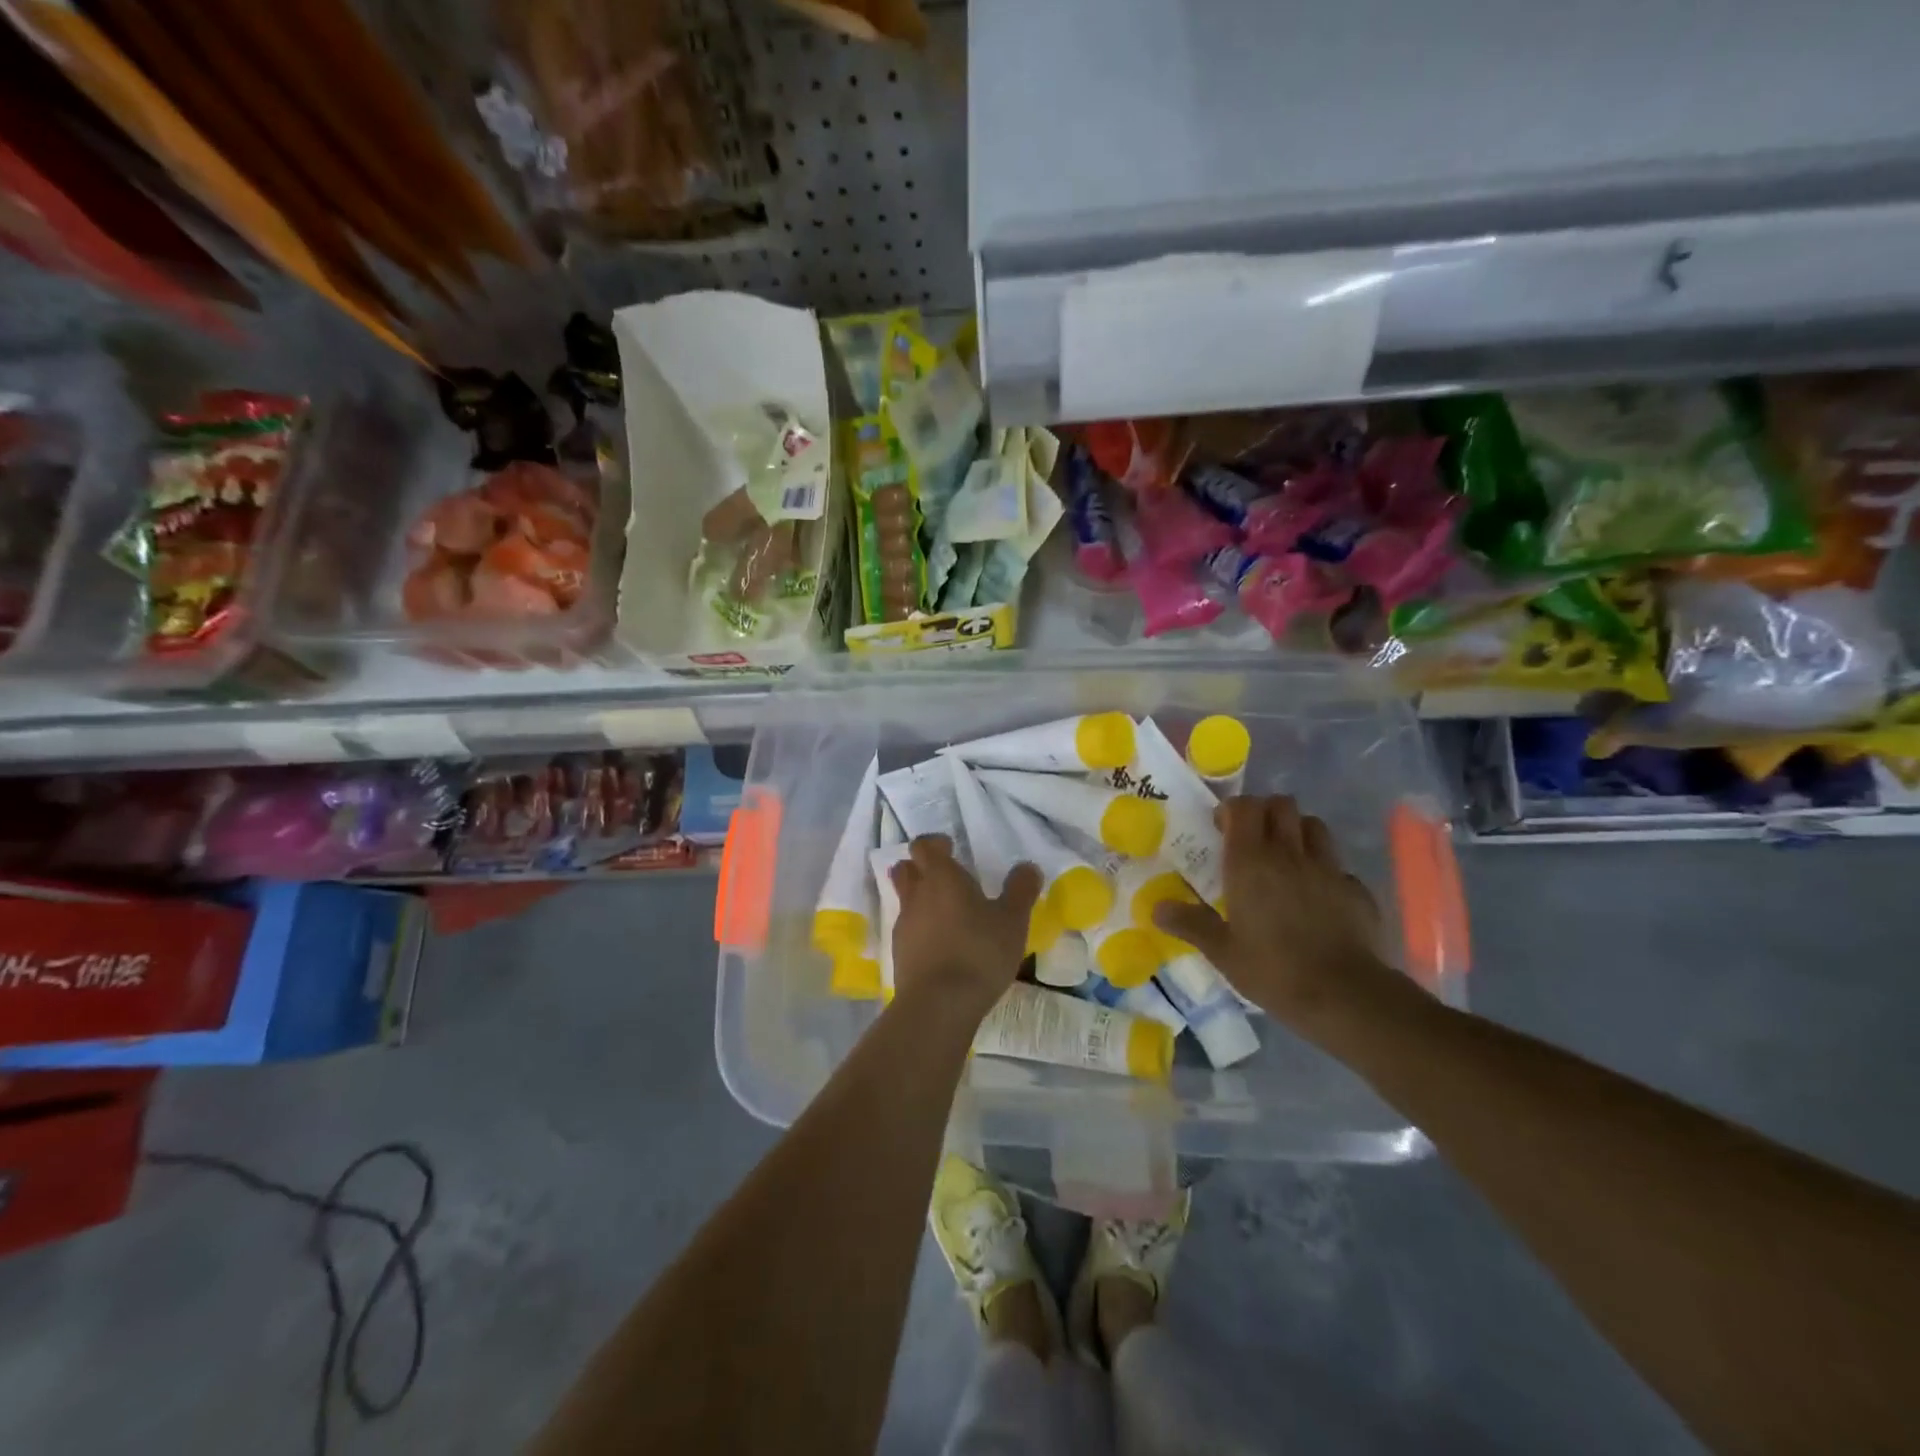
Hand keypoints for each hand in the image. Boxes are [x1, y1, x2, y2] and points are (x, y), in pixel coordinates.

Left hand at [890, 836, 1042, 1023]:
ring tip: (948, 914)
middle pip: (906, 869)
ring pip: (905, 900)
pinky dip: (921, 930)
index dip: (935, 844)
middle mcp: (916, 895)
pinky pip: (908, 930)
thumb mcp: (1012, 920)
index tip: (951, 848)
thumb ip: (1020, 890)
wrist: (939, 1004)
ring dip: (921, 900)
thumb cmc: (979, 952)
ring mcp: (904, 925)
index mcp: (941, 877)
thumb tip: (1028, 867)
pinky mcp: (899, 954)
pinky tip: (942, 945)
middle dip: (920, 868)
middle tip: (944, 877)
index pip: (924, 846)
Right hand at [1154, 795, 1401, 1032]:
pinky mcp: (1357, 890)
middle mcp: (1290, 854)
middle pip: (1282, 805)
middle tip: (1252, 838)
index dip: (1232, 809)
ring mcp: (1328, 869)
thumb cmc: (1273, 969)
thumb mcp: (1221, 951)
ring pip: (1314, 826)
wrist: (1344, 995)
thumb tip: (1157, 907)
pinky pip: (1339, 867)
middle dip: (1266, 812)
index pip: (1244, 807)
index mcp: (1251, 862)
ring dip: (1298, 832)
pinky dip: (1326, 872)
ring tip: (1286, 858)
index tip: (1220, 828)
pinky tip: (1319, 897)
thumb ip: (1190, 923)